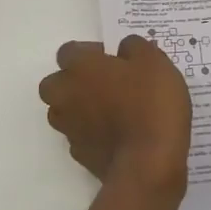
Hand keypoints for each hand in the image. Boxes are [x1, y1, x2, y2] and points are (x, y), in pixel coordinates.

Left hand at [38, 36, 191, 192]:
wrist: (148, 162)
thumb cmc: (151, 102)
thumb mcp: (154, 62)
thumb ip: (135, 47)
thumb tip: (123, 47)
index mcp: (79, 67)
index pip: (69, 51)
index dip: (91, 52)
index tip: (115, 59)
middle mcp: (65, 95)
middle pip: (56, 83)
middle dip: (75, 81)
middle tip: (107, 84)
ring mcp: (69, 127)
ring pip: (64, 111)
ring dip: (81, 108)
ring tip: (112, 111)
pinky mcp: (79, 154)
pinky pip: (80, 136)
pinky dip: (92, 133)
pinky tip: (117, 135)